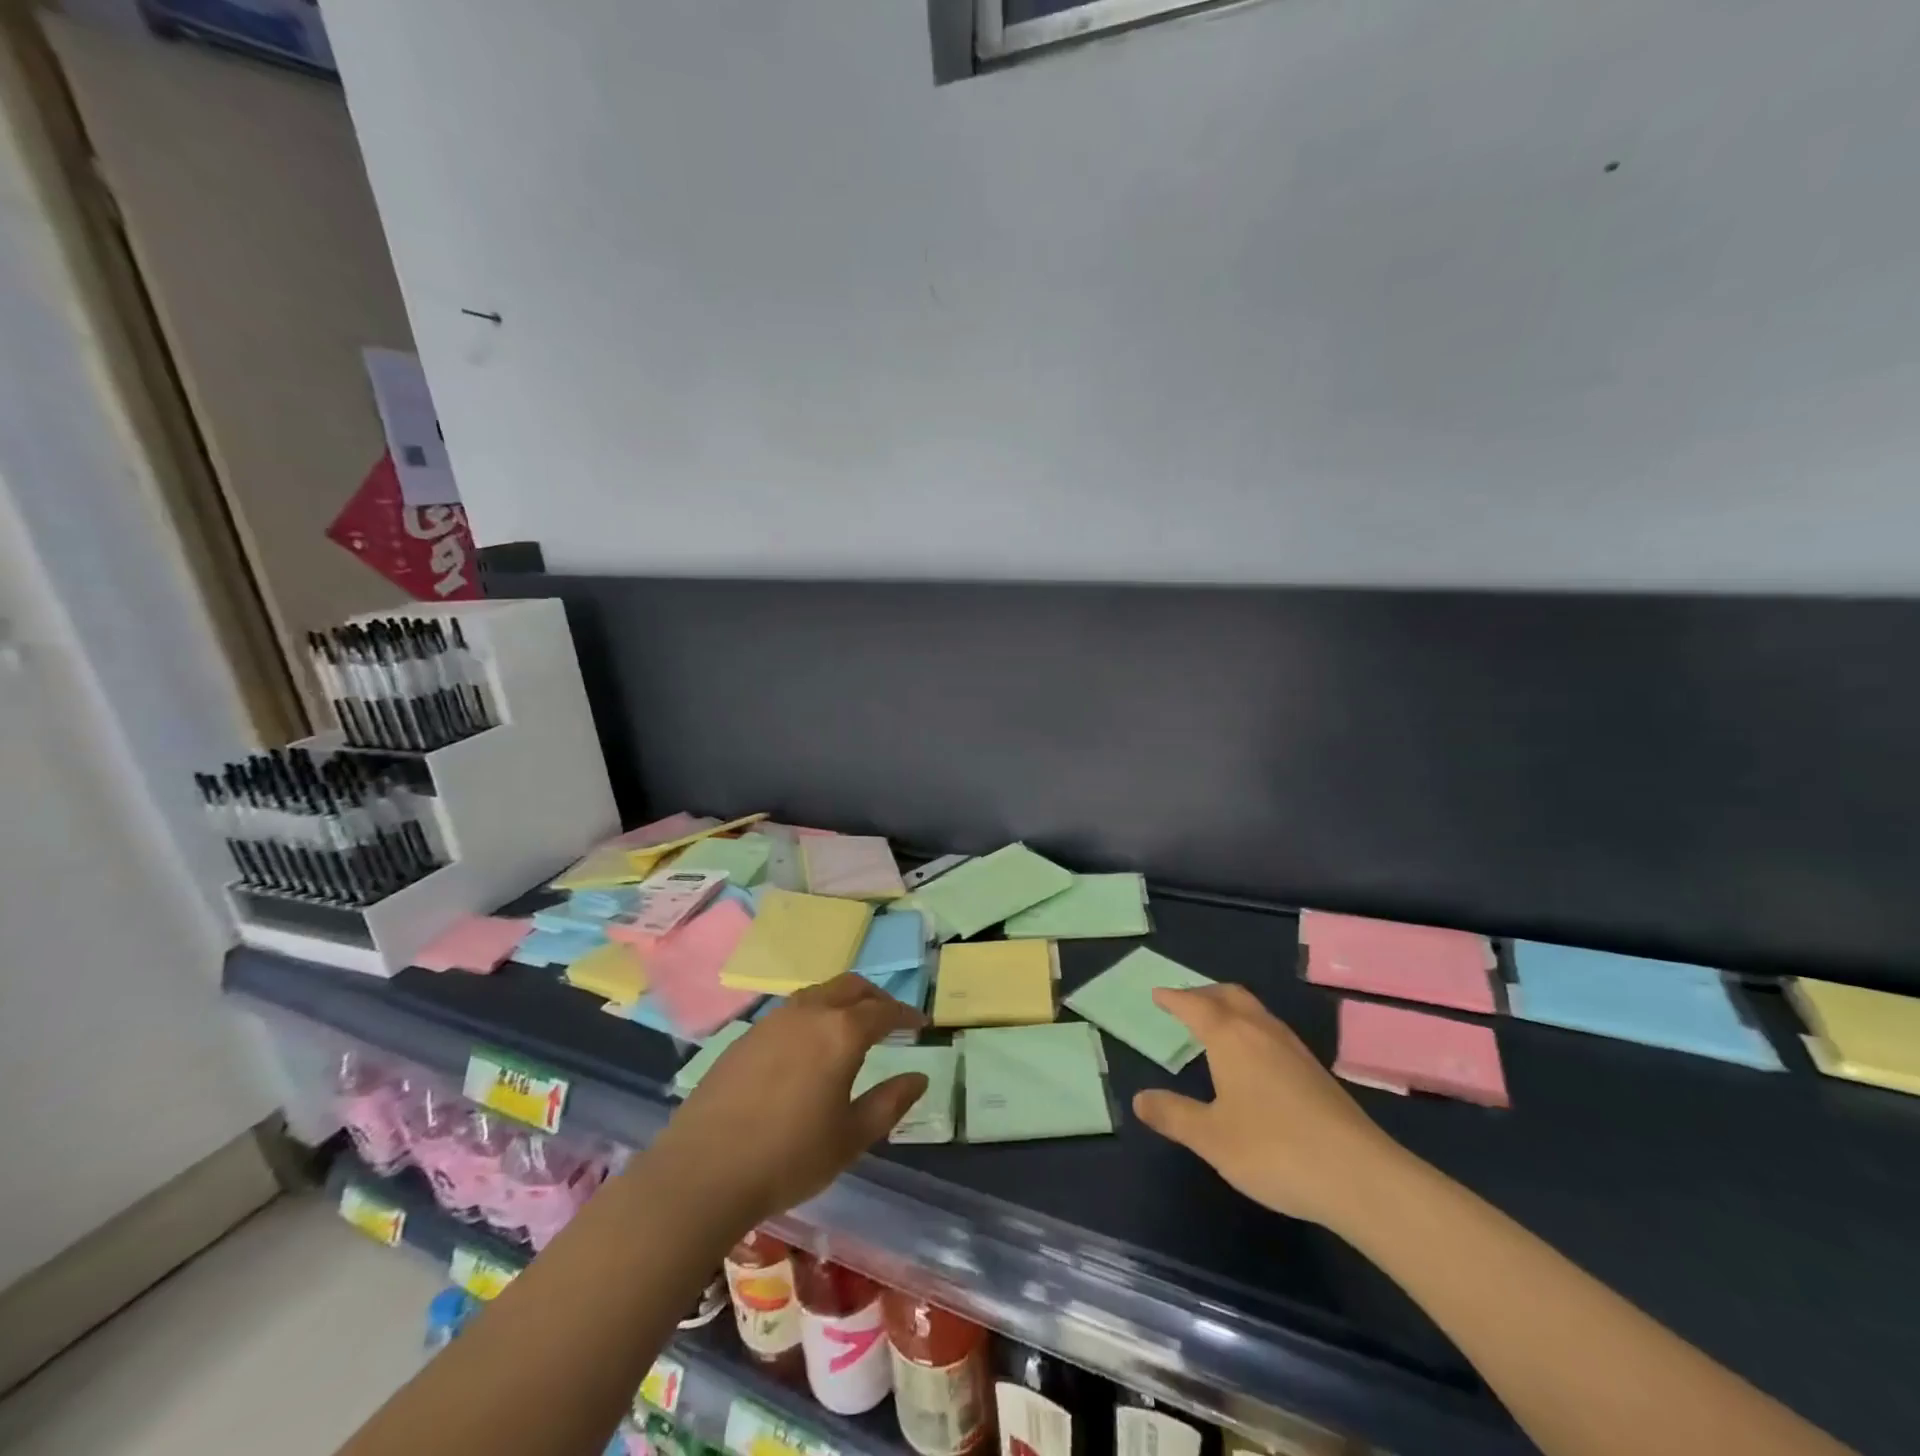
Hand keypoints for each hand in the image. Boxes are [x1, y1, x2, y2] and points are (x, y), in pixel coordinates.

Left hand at [646, 975, 928, 1228]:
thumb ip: (890, 1102)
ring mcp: (773, 1020)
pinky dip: (813, 1016)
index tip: (920, 1023)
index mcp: (841, 1032)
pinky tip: (808, 1048)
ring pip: (818, 993)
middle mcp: (809, 1012)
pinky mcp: (746, 1035)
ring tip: (850, 1029)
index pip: (884, 1010)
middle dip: (875, 997)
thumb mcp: (851, 1137)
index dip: (906, 1014)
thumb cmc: (789, 1157)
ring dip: (842, 1001)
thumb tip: (919, 1077)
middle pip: (851, 986)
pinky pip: (791, 1012)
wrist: (704, 1170)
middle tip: (889, 1018)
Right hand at [1132, 984, 1409, 1227]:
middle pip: (1230, 996)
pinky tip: (1253, 1059)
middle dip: (1204, 994)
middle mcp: (1262, 1032)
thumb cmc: (1273, 1149)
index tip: (1158, 995)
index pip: (1195, 1005)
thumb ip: (1174, 1115)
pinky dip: (1251, 1028)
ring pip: (1256, 1011)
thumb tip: (1139, 1099)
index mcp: (1231, 1037)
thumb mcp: (1211, 1138)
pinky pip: (1272, 1031)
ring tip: (1215, 1024)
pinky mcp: (1316, 1072)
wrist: (1360, 1176)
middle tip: (1185, 1002)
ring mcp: (1294, 1050)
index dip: (1174, 999)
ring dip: (1231, 1008)